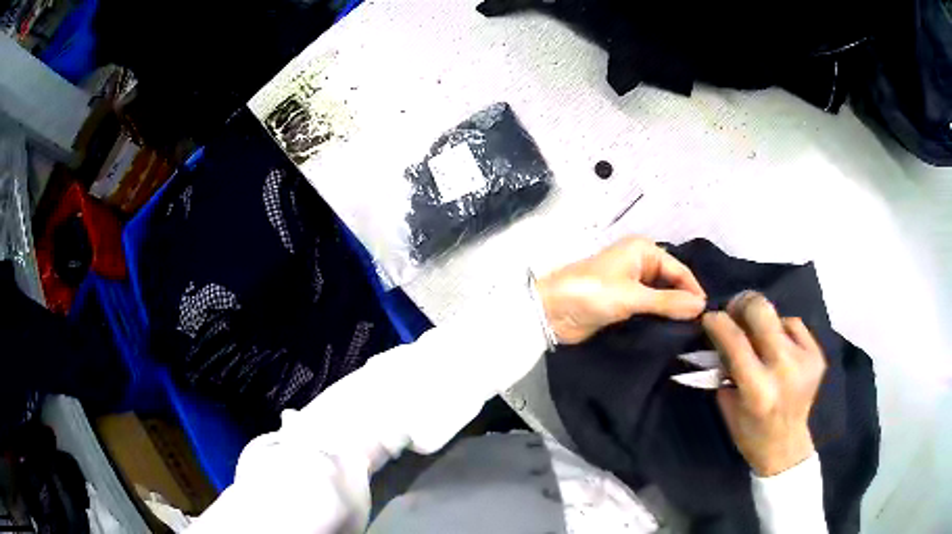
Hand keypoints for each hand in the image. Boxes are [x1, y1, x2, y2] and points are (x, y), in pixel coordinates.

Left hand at [536, 236, 706, 344]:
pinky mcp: (623, 303)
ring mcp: (631, 284)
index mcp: (643, 251)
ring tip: (692, 332)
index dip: (693, 290)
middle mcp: (640, 263)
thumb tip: (702, 306)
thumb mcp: (633, 296)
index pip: (679, 270)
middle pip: (671, 283)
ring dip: (672, 311)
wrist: (551, 311)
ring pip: (661, 297)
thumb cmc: (593, 293)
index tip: (708, 314)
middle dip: (684, 301)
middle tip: (702, 326)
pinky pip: (648, 309)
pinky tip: (671, 333)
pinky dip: (659, 318)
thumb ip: (668, 302)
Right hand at [702, 292, 826, 476]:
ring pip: (778, 316)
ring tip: (759, 338)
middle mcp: (784, 370)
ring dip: (763, 323)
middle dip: (743, 304)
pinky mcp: (817, 356)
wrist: (787, 446)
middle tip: (734, 311)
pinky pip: (795, 325)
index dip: (718, 322)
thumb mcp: (728, 403)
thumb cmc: (750, 432)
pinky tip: (778, 345)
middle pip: (762, 311)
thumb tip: (722, 335)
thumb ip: (726, 367)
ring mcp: (805, 361)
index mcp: (758, 390)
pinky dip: (782, 329)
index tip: (709, 317)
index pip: (735, 341)